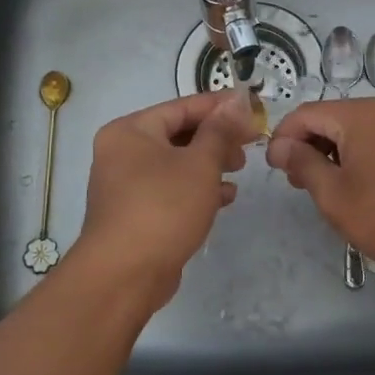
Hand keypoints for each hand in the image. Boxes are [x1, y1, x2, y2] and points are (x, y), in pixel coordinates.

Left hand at [72, 91, 254, 313]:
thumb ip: (220, 130)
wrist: (124, 275)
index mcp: (131, 131)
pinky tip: (225, 197)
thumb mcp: (200, 163)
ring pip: (176, 164)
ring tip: (239, 170)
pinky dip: (196, 189)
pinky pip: (171, 190)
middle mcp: (123, 152)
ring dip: (210, 164)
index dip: (219, 106)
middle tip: (249, 144)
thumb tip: (237, 99)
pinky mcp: (136, 213)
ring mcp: (126, 185)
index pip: (181, 107)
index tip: (252, 106)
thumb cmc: (163, 208)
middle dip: (216, 138)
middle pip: (178, 134)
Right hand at [266, 100, 374, 277]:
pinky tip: (360, 185)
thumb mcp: (333, 194)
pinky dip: (362, 155)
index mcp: (361, 114)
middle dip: (310, 145)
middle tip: (296, 180)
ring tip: (326, 186)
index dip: (283, 137)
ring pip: (359, 130)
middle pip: (334, 118)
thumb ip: (303, 163)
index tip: (273, 166)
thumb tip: (281, 146)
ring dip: (336, 152)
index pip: (307, 114)